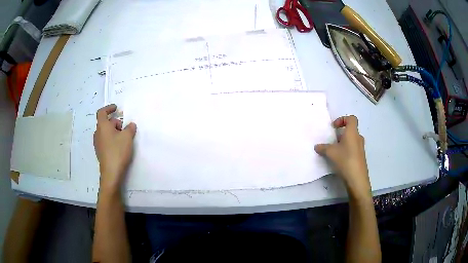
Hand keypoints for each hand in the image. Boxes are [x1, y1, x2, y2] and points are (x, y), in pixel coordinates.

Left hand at [94, 104, 136, 192]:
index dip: (109, 108)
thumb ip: (130, 128)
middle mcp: (98, 133)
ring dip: (114, 131)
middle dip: (115, 122)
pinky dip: (111, 139)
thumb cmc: (118, 151)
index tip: (116, 108)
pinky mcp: (100, 152)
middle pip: (105, 123)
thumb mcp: (127, 137)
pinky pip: (105, 140)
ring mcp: (98, 143)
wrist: (111, 173)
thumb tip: (130, 125)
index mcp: (102, 126)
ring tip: (123, 138)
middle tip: (125, 128)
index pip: (102, 112)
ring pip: (105, 132)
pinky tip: (119, 146)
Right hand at [314, 115, 370, 197]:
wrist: (357, 178)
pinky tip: (340, 159)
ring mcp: (360, 148)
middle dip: (341, 133)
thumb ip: (323, 148)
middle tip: (333, 140)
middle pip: (351, 130)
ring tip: (335, 151)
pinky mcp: (360, 157)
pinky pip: (353, 148)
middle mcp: (358, 138)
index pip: (351, 118)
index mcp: (352, 132)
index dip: (343, 119)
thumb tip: (317, 146)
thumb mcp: (331, 153)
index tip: (334, 127)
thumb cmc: (345, 160)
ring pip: (352, 140)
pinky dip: (346, 150)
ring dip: (343, 142)